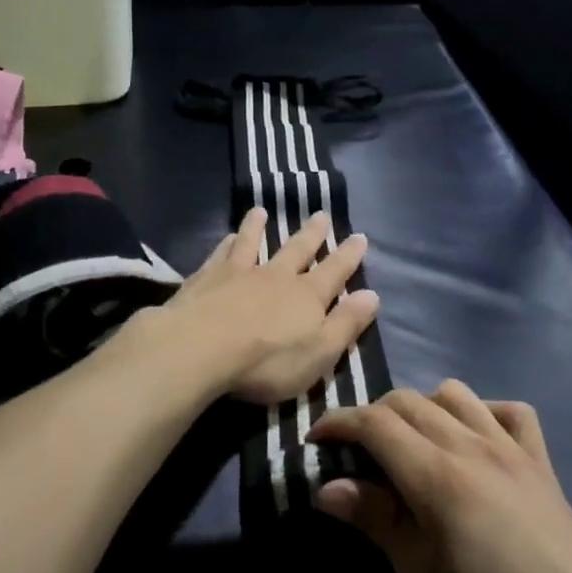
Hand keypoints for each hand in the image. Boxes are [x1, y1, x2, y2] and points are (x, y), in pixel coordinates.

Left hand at [159, 207, 379, 405]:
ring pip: (253, 243)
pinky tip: (227, 236)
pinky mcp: (206, 278)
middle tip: (321, 215)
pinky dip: (227, 243)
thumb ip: (345, 324)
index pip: (335, 271)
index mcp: (307, 296)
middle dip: (312, 234)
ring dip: (259, 227)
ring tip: (262, 211)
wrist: (200, 348)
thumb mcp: (319, 353)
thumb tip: (372, 295)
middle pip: (297, 250)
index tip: (359, 237)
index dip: (349, 256)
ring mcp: (239, 273)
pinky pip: (221, 254)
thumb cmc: (266, 361)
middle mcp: (276, 276)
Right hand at [311, 383, 571, 572]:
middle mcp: (474, 447)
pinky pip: (510, 413)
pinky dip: (482, 414)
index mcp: (437, 476)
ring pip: (456, 395)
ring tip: (410, 448)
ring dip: (423, 408)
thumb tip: (326, 487)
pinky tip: (474, 444)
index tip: (315, 440)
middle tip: (354, 454)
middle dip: (372, 416)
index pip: (375, 423)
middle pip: (409, 401)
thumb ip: (377, 522)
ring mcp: (514, 451)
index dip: (338, 423)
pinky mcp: (544, 466)